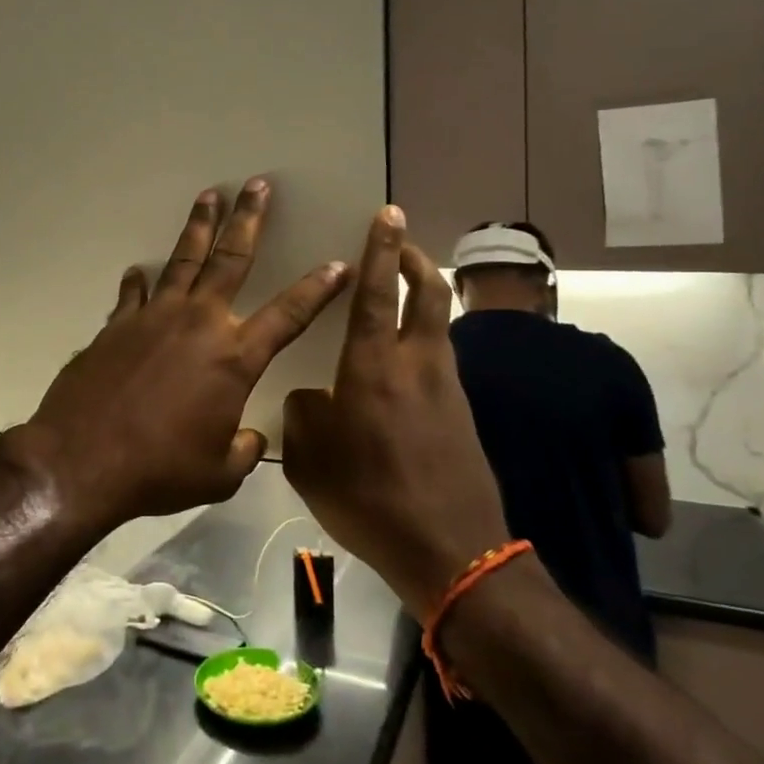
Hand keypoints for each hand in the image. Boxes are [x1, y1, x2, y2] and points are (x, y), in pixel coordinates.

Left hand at [4, 178, 348, 526]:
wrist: (83, 460)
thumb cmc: (160, 469)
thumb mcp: (218, 474)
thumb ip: (243, 450)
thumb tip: (250, 437)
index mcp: (235, 357)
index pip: (290, 314)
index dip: (318, 288)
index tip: (339, 264)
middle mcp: (199, 323)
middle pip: (231, 258)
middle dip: (249, 219)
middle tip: (257, 185)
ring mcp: (154, 317)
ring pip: (183, 259)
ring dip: (198, 226)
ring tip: (209, 196)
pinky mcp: (116, 325)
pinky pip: (134, 294)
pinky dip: (140, 281)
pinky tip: (139, 271)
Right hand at [281, 206, 510, 620]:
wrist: (451, 550)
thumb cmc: (370, 499)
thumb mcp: (311, 461)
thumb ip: (302, 416)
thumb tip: (310, 397)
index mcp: (372, 368)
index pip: (376, 292)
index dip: (381, 249)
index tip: (386, 213)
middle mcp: (416, 364)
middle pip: (428, 292)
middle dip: (414, 259)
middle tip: (398, 241)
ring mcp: (446, 386)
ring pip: (438, 322)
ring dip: (422, 296)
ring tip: (397, 295)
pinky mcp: (461, 411)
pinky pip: (441, 356)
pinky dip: (424, 337)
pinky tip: (403, 361)